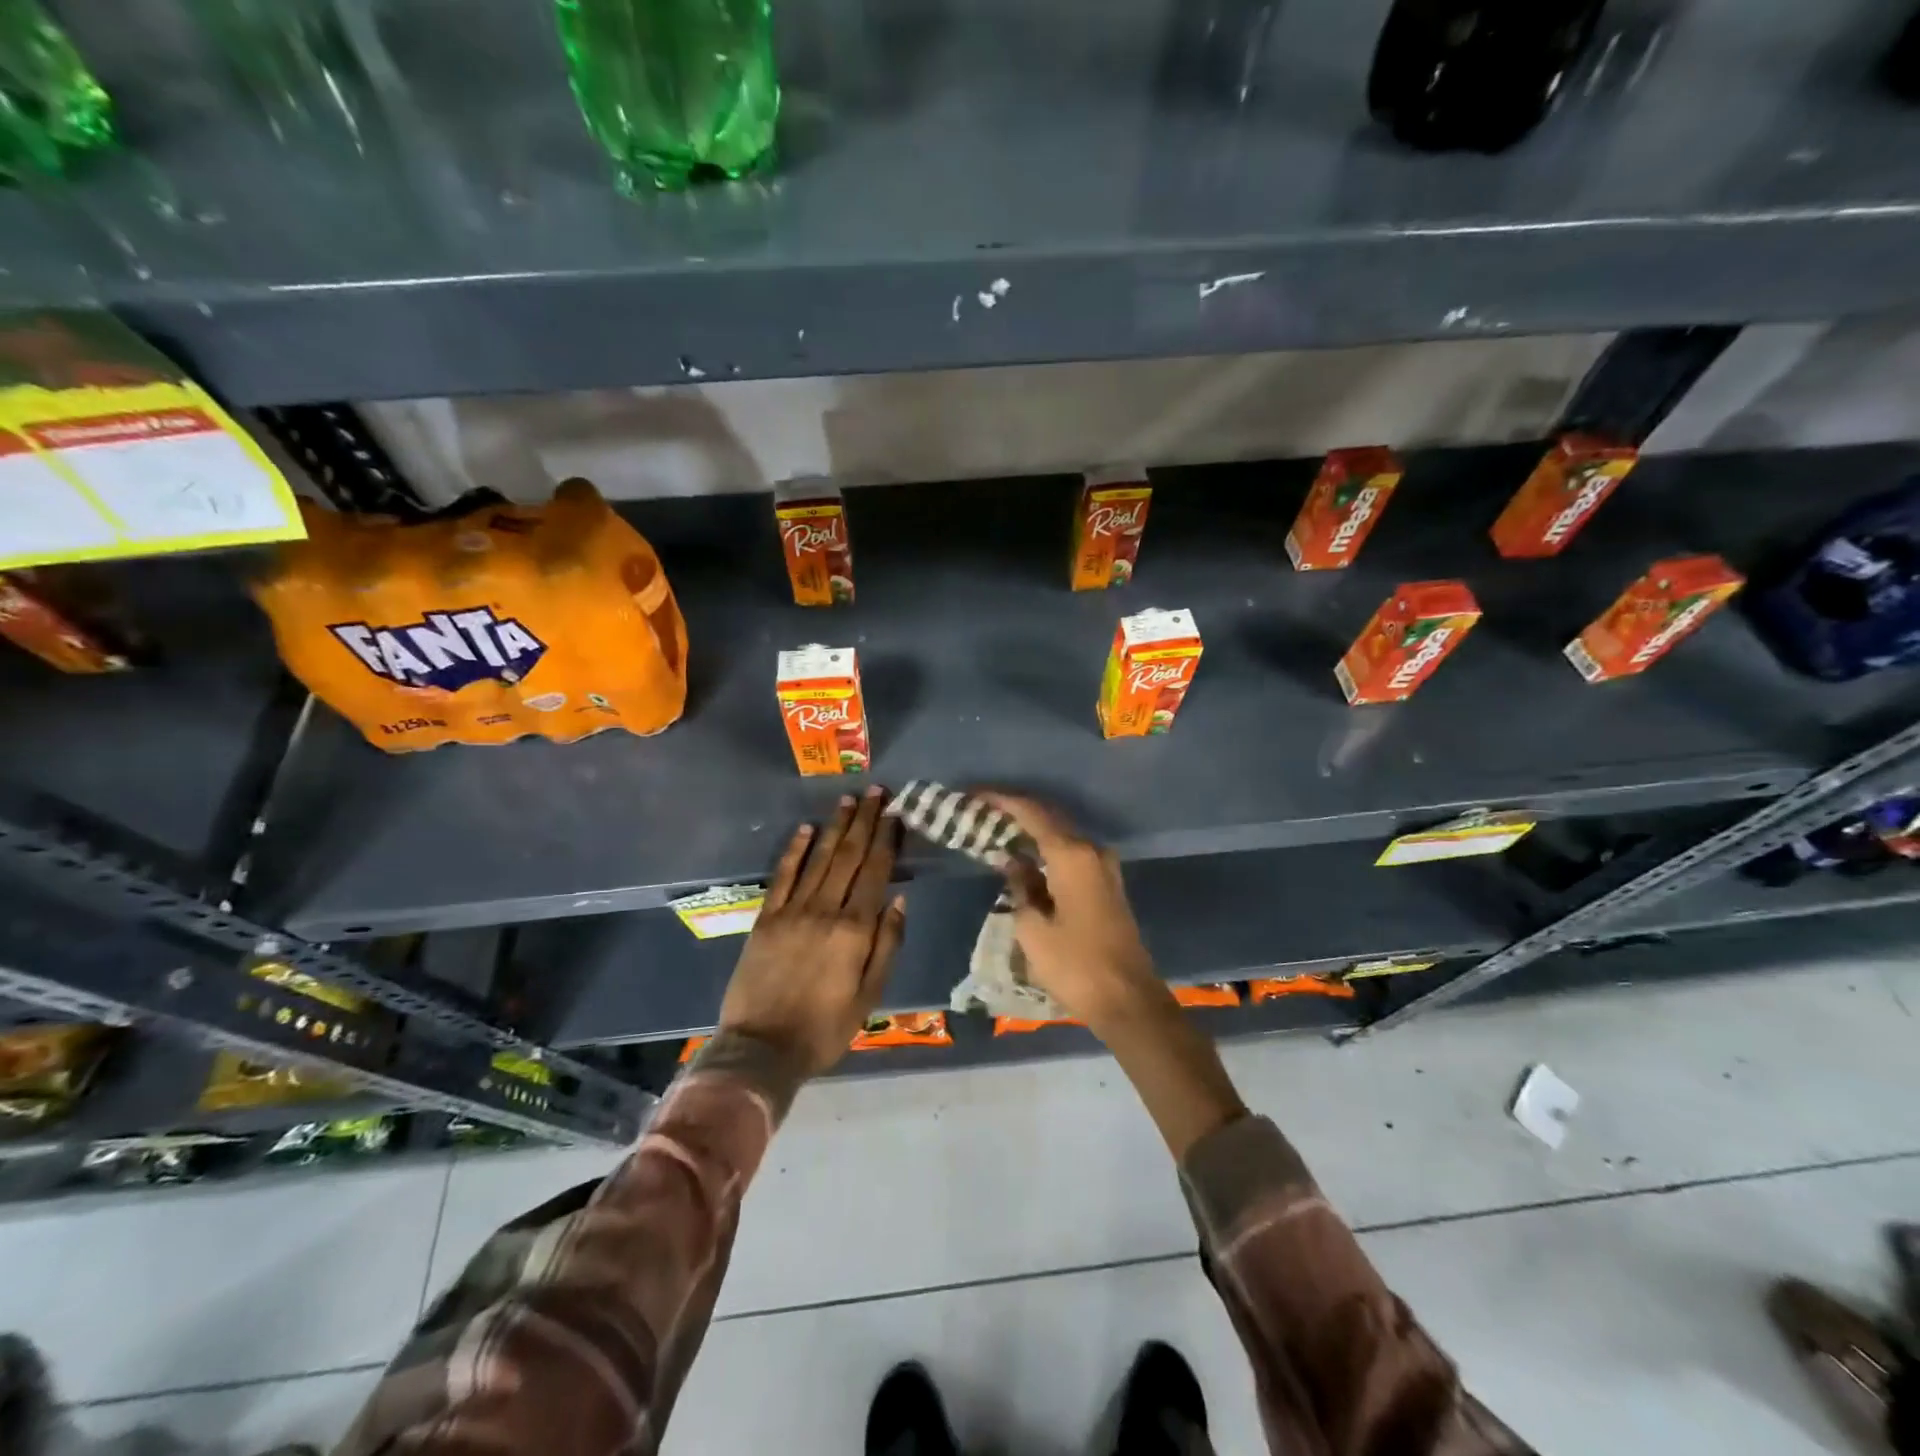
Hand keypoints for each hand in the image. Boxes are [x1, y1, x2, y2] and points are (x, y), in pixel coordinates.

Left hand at [718, 787, 907, 1076]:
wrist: (762, 1048)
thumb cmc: (825, 1028)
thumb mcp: (870, 995)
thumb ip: (887, 944)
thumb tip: (899, 898)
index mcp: (855, 930)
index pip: (875, 872)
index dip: (886, 840)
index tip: (895, 813)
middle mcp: (824, 910)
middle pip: (848, 856)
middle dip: (865, 822)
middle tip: (875, 791)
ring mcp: (792, 911)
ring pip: (819, 859)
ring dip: (835, 827)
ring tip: (849, 800)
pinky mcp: (766, 918)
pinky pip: (783, 876)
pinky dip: (795, 850)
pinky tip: (805, 828)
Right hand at [982, 792, 1244, 1159]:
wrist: (1128, 1000)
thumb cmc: (1075, 965)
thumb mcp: (1033, 928)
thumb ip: (1020, 886)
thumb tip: (1013, 861)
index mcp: (1072, 855)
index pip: (1031, 813)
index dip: (1001, 800)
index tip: (974, 794)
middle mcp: (1092, 851)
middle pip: (1049, 818)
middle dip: (1016, 811)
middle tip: (982, 810)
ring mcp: (1104, 867)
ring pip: (1062, 835)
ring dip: (1032, 831)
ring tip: (998, 830)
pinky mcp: (1107, 885)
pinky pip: (1071, 854)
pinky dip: (1047, 849)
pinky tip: (1026, 857)